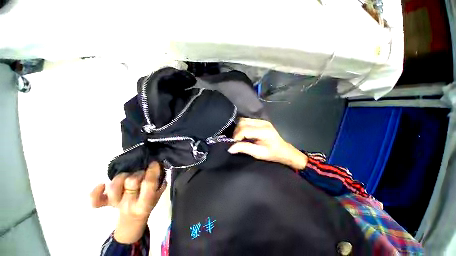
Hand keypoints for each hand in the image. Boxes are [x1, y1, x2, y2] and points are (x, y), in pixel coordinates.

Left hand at [90, 162, 166, 243]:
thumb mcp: (158, 196)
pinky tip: (102, 185)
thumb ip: (160, 184)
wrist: (132, 220)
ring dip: (124, 177)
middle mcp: (129, 203)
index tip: (154, 164)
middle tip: (143, 174)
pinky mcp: (105, 203)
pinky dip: (95, 193)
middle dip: (140, 174)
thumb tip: (160, 170)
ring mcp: (115, 203)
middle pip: (131, 181)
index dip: (152, 171)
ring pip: (115, 184)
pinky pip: (95, 200)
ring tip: (129, 177)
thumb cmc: (147, 205)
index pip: (148, 184)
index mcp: (144, 203)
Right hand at [228, 118, 307, 169]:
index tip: (234, 144)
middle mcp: (262, 123)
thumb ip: (244, 148)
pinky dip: (242, 126)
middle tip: (236, 141)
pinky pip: (247, 120)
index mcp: (264, 131)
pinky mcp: (261, 120)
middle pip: (242, 122)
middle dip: (236, 132)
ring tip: (240, 137)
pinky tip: (244, 133)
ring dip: (238, 128)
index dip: (236, 136)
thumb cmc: (272, 154)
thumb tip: (230, 148)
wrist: (283, 150)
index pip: (244, 129)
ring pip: (243, 120)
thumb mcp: (258, 154)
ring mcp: (262, 120)